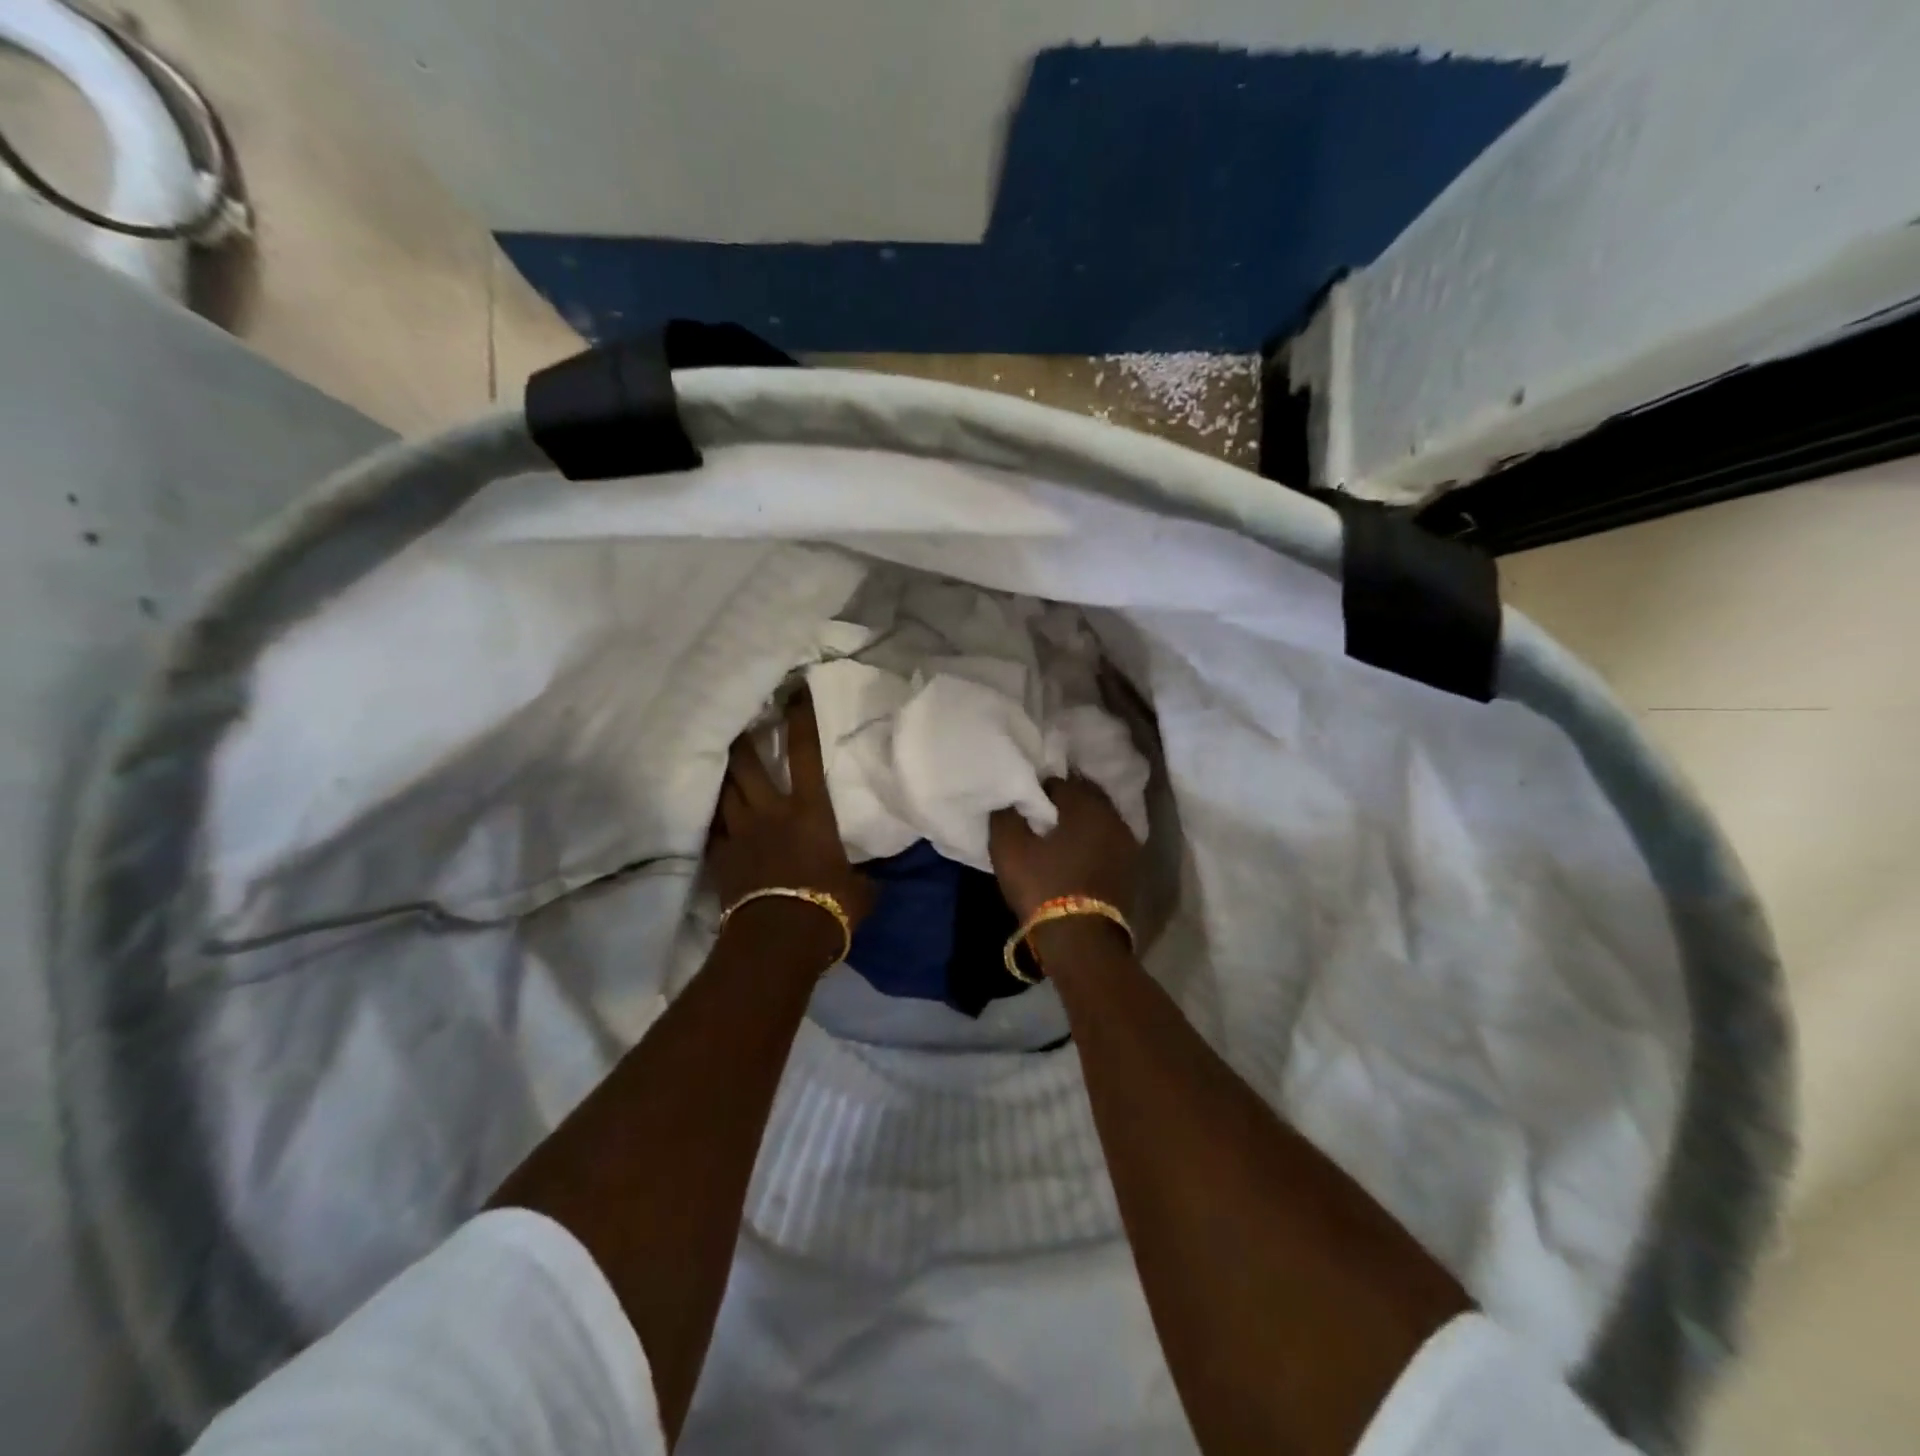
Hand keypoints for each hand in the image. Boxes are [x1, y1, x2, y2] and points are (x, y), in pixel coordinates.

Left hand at [707, 690, 874, 928]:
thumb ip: (860, 876)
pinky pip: (711, 830)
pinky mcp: (721, 858)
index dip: (800, 721)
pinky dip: (711, 818)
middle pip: (747, 765)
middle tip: (736, 718)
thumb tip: (866, 880)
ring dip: (722, 774)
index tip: (794, 693)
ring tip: (718, 757)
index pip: (805, 754)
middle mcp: (770, 812)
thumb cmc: (830, 906)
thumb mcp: (860, 889)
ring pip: (724, 792)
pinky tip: (706, 810)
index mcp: (810, 811)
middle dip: (742, 740)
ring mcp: (740, 833)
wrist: (781, 938)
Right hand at [988, 776, 1140, 921]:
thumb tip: (1010, 800)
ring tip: (1056, 838)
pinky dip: (1092, 844)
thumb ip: (1006, 815)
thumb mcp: (1009, 848)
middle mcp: (1114, 817)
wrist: (1082, 942)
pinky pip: (1107, 844)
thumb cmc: (1043, 887)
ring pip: (1098, 821)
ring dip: (1079, 825)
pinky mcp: (1131, 870)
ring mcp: (1128, 845)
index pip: (1058, 782)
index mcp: (1086, 805)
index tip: (1023, 807)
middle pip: (1084, 798)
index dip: (1037, 792)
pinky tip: (1074, 856)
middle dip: (1063, 804)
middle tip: (1039, 819)